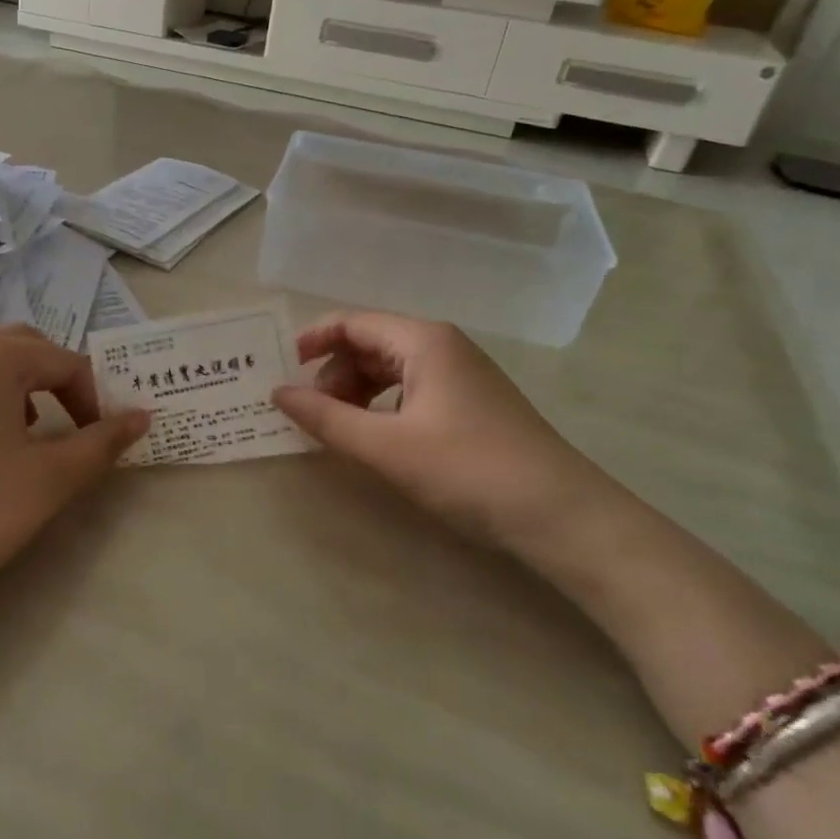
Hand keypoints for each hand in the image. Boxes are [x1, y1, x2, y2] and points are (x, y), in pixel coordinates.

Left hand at [0, 326, 148, 614]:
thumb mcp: (51, 478)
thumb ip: (102, 443)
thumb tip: (143, 416)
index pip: (64, 362)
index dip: (95, 400)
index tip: (105, 443)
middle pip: (25, 350)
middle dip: (59, 384)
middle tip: (77, 428)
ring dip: (25, 392)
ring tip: (36, 439)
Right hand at [272, 312, 614, 547]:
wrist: (561, 515)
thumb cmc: (468, 470)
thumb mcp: (386, 447)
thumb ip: (326, 418)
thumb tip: (278, 393)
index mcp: (423, 341)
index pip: (353, 323)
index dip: (313, 340)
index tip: (283, 370)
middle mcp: (443, 347)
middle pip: (370, 345)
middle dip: (334, 374)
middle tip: (313, 415)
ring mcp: (462, 376)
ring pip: (391, 370)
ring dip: (357, 393)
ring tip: (341, 430)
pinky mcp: (472, 405)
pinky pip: (412, 391)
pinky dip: (382, 408)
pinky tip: (378, 438)